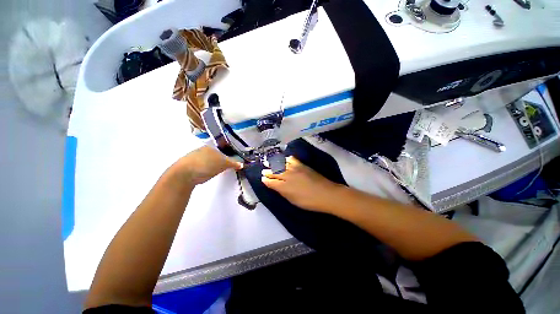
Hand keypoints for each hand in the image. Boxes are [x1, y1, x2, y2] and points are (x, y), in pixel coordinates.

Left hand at [173, 146, 242, 185]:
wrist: (184, 173)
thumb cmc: (206, 164)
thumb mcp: (223, 164)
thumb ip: (233, 163)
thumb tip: (242, 164)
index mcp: (210, 147)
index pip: (223, 151)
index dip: (229, 157)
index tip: (232, 164)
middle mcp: (202, 150)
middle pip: (216, 155)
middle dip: (221, 161)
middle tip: (226, 168)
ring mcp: (194, 157)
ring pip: (208, 161)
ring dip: (213, 166)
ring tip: (216, 172)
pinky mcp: (189, 166)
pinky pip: (202, 166)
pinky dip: (206, 170)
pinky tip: (206, 174)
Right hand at [261, 156, 342, 211]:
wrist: (326, 194)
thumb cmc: (309, 201)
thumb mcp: (293, 200)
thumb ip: (282, 192)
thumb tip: (274, 186)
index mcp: (284, 186)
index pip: (271, 182)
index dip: (266, 180)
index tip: (262, 178)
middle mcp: (288, 175)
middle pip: (274, 172)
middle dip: (268, 171)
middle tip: (264, 170)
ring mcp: (295, 169)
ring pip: (281, 164)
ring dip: (274, 164)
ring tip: (269, 163)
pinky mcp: (302, 165)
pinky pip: (291, 159)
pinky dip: (285, 159)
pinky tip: (283, 159)